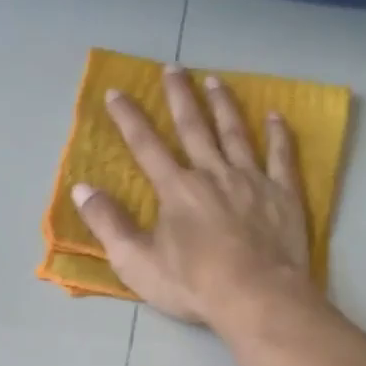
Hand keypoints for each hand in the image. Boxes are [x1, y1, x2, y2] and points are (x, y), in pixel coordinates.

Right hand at [72, 65, 316, 327]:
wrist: (257, 297)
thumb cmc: (194, 285)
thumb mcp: (137, 262)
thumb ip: (108, 224)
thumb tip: (82, 189)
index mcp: (177, 189)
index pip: (146, 145)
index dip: (129, 118)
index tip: (116, 92)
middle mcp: (213, 174)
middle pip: (194, 127)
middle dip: (179, 97)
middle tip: (173, 68)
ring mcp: (252, 181)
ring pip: (235, 133)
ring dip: (223, 105)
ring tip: (215, 81)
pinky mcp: (283, 195)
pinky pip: (281, 157)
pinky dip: (278, 135)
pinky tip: (275, 117)